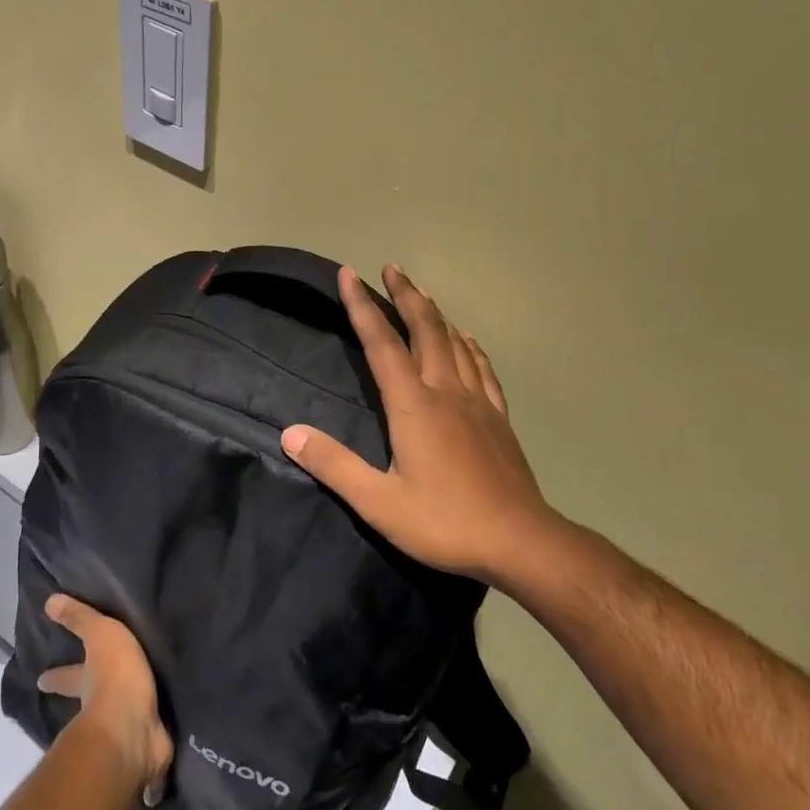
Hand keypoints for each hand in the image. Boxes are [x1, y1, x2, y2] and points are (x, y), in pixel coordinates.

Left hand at [37, 595, 173, 806]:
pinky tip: (158, 768)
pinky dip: (151, 765)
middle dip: (86, 706)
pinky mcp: (147, 754)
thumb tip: (49, 601)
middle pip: (89, 706)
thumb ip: (79, 619)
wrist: (132, 728)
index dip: (56, 676)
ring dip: (122, 732)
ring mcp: (122, 736)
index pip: (67, 676)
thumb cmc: (114, 677)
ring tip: (132, 730)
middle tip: (86, 706)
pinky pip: (150, 756)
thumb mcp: (99, 635)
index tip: (41, 680)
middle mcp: (99, 712)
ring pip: (118, 731)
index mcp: (88, 684)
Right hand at [281, 264, 554, 586]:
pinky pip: (483, 368)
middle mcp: (447, 392)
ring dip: (435, 313)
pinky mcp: (499, 418)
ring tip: (422, 292)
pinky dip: (470, 346)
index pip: (382, 344)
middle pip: (425, 330)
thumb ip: (334, 465)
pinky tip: (467, 340)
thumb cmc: (445, 522)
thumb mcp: (379, 503)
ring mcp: (478, 402)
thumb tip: (290, 434)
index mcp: (414, 406)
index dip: (362, 307)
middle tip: (391, 268)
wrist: (520, 541)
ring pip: (455, 342)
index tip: (349, 275)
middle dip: (405, 295)